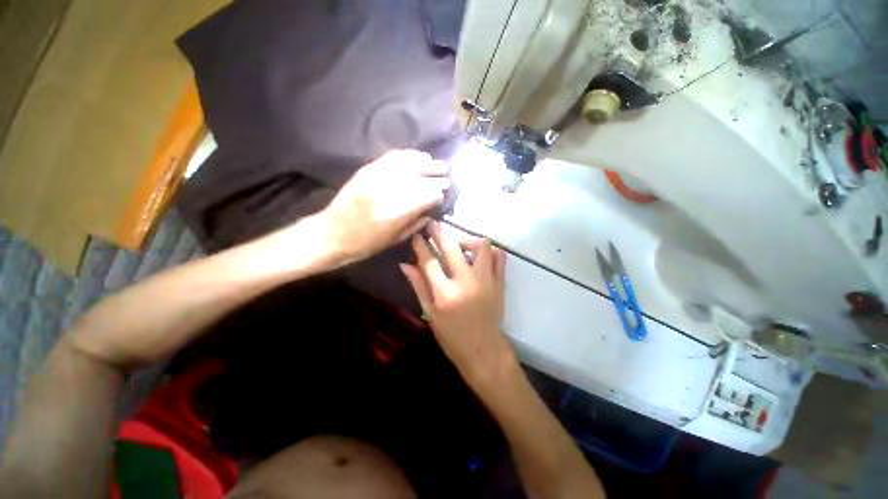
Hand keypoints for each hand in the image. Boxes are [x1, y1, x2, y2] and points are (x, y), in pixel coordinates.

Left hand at [319, 150, 449, 265]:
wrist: (332, 233)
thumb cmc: (365, 244)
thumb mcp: (395, 240)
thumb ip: (416, 223)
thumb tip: (432, 210)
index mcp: (396, 212)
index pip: (427, 196)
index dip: (438, 195)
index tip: (443, 196)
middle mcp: (388, 190)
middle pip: (420, 178)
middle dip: (436, 178)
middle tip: (447, 177)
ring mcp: (377, 176)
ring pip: (409, 163)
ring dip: (426, 163)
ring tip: (438, 164)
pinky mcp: (368, 169)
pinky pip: (393, 157)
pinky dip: (409, 155)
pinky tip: (419, 156)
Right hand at [400, 222, 514, 388]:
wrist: (484, 350)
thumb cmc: (452, 337)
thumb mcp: (430, 313)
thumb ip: (419, 286)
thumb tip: (405, 264)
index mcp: (445, 294)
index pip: (429, 261)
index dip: (421, 246)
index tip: (416, 235)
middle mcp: (466, 282)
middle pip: (452, 247)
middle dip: (440, 232)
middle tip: (433, 225)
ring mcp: (486, 280)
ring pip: (481, 245)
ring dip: (467, 240)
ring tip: (459, 245)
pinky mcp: (500, 282)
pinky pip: (500, 257)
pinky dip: (490, 251)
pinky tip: (480, 255)